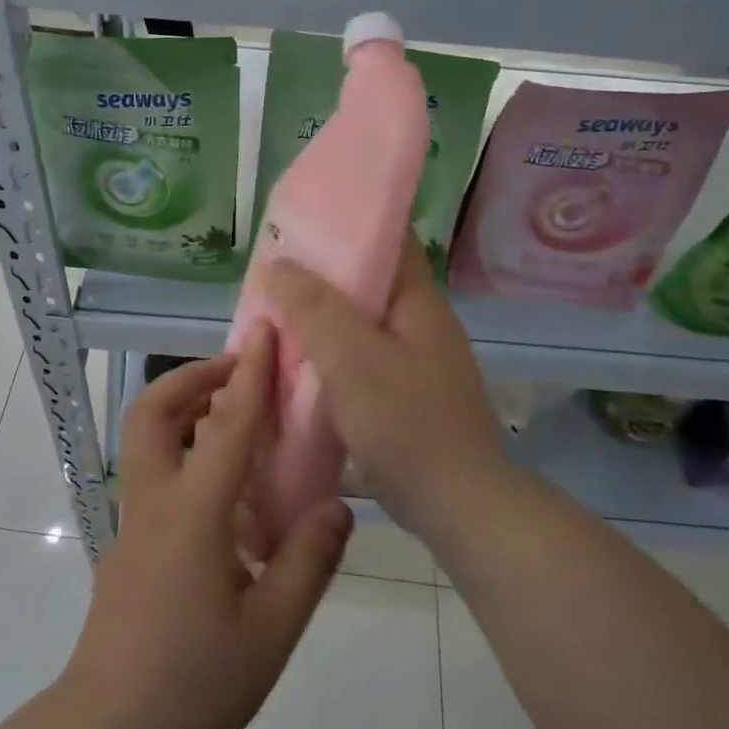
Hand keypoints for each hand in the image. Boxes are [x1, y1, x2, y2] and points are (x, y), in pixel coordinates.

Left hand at [60, 327, 353, 728]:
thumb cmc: (194, 686)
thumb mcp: (272, 630)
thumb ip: (308, 559)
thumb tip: (336, 505)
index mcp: (194, 511)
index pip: (228, 422)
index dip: (251, 371)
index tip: (266, 329)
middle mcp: (154, 500)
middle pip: (153, 410)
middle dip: (194, 376)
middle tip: (240, 373)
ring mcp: (131, 522)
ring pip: (144, 437)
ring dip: (183, 408)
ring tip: (236, 419)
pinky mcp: (126, 545)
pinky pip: (151, 471)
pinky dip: (182, 448)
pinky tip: (222, 486)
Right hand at [259, 233, 506, 533]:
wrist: (458, 507)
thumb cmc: (407, 424)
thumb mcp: (354, 360)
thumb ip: (314, 309)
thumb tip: (277, 264)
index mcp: (417, 301)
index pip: (388, 237)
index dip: (345, 221)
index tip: (299, 221)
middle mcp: (420, 322)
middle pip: (366, 280)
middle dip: (319, 275)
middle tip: (270, 275)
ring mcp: (415, 360)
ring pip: (358, 322)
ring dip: (320, 318)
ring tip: (274, 317)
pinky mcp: (404, 394)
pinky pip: (359, 358)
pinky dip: (328, 354)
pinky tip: (297, 366)